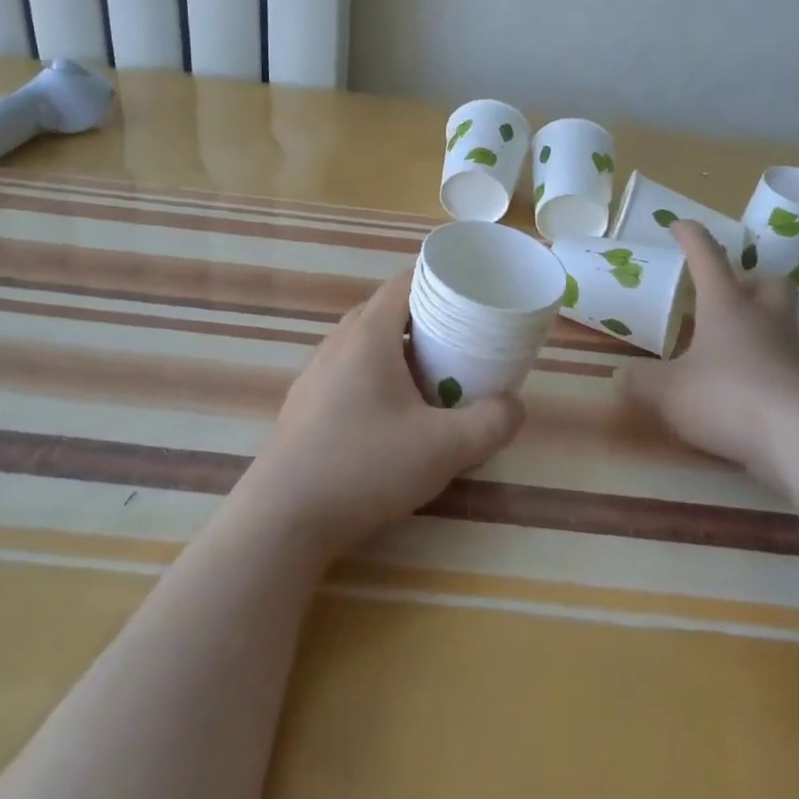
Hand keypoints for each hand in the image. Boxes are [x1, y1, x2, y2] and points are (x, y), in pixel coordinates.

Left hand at [237, 266, 523, 558]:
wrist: (283, 518)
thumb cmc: (365, 466)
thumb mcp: (444, 448)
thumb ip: (491, 423)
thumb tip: (515, 406)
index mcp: (369, 334)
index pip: (405, 281)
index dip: (439, 279)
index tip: (470, 294)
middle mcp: (338, 342)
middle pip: (387, 309)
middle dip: (426, 316)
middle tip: (460, 338)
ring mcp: (316, 372)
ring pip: (365, 341)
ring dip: (399, 348)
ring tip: (431, 374)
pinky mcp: (305, 403)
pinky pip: (348, 369)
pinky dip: (376, 373)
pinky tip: (391, 412)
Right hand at [617, 222, 798, 488]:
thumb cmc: (730, 398)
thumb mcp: (668, 393)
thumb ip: (640, 381)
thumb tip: (620, 376)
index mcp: (727, 306)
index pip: (707, 256)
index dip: (691, 236)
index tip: (678, 225)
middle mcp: (766, 319)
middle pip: (769, 282)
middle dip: (750, 280)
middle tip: (728, 295)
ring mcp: (798, 352)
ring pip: (786, 321)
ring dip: (764, 324)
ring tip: (736, 348)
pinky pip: (794, 364)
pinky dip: (774, 368)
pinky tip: (756, 392)